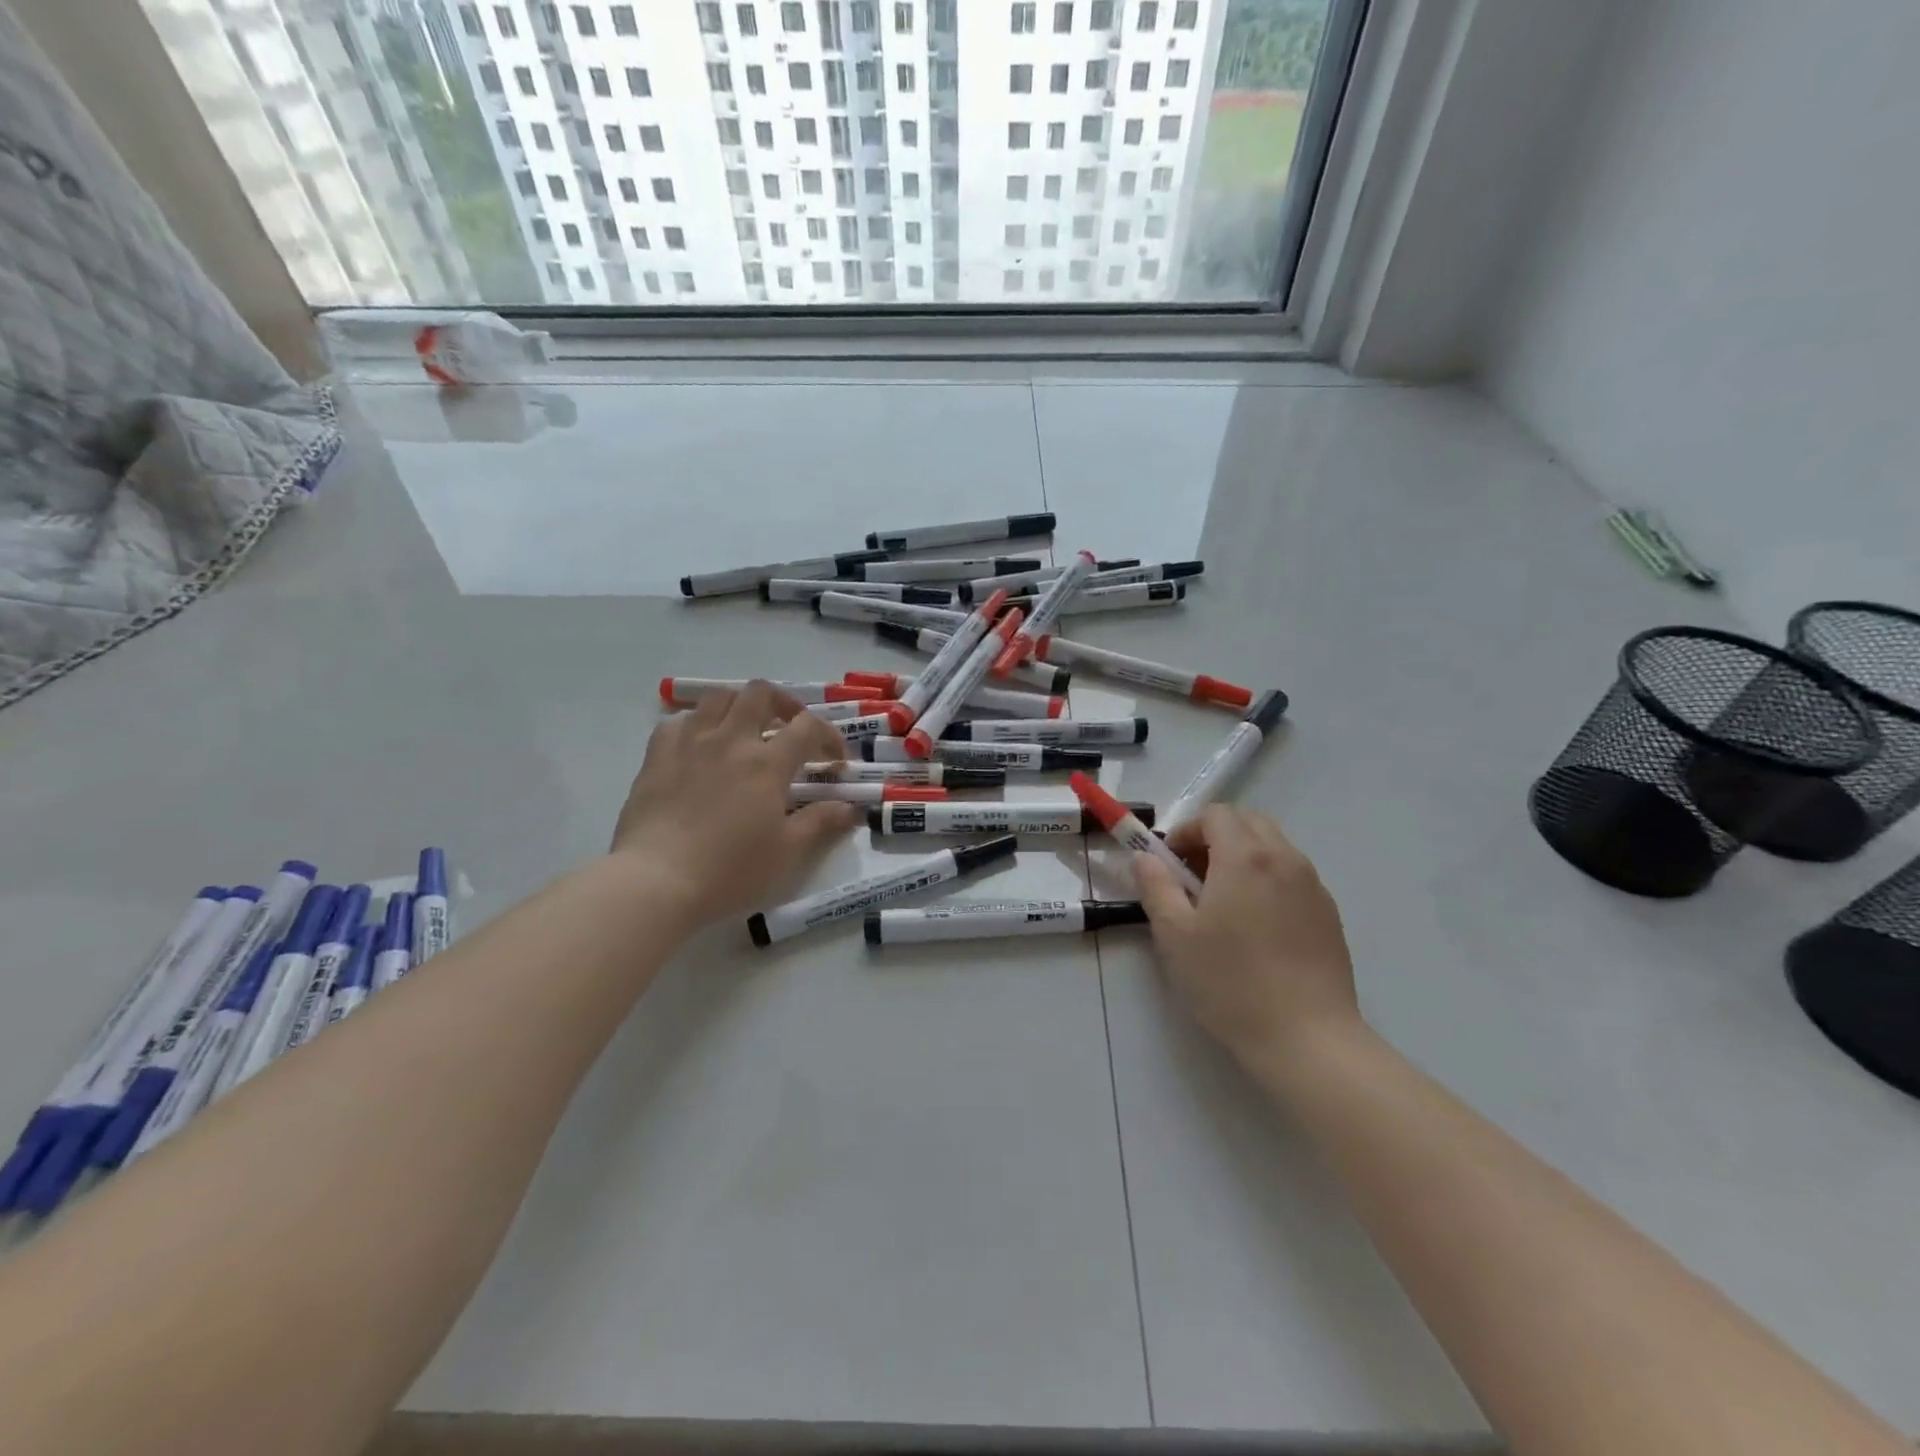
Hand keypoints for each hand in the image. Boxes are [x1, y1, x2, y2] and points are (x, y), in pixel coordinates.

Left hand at [611, 683, 860, 926]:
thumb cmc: (729, 870)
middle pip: (760, 694)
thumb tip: (850, 807)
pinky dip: (696, 725)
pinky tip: (699, 746)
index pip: (808, 727)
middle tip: (790, 729)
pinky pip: (678, 721)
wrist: (657, 881)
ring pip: (718, 697)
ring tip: (745, 730)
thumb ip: (820, 822)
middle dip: (784, 704)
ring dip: (739, 706)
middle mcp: (730, 740)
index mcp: (767, 763)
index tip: (835, 760)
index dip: (829, 736)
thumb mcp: (786, 852)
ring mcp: (690, 743)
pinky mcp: (657, 756)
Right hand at [1133, 806, 1360, 1073]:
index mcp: (1245, 857)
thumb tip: (1145, 857)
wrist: (1307, 1038)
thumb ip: (1155, 886)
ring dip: (1242, 856)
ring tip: (1223, 902)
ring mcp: (1313, 886)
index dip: (1186, 830)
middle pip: (1248, 821)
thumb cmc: (1230, 982)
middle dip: (1215, 836)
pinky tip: (1255, 927)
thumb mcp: (1174, 935)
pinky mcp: (1329, 914)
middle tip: (1193, 877)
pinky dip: (1267, 879)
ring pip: (1273, 847)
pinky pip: (1292, 875)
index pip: (1215, 814)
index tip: (1170, 864)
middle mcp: (1285, 859)